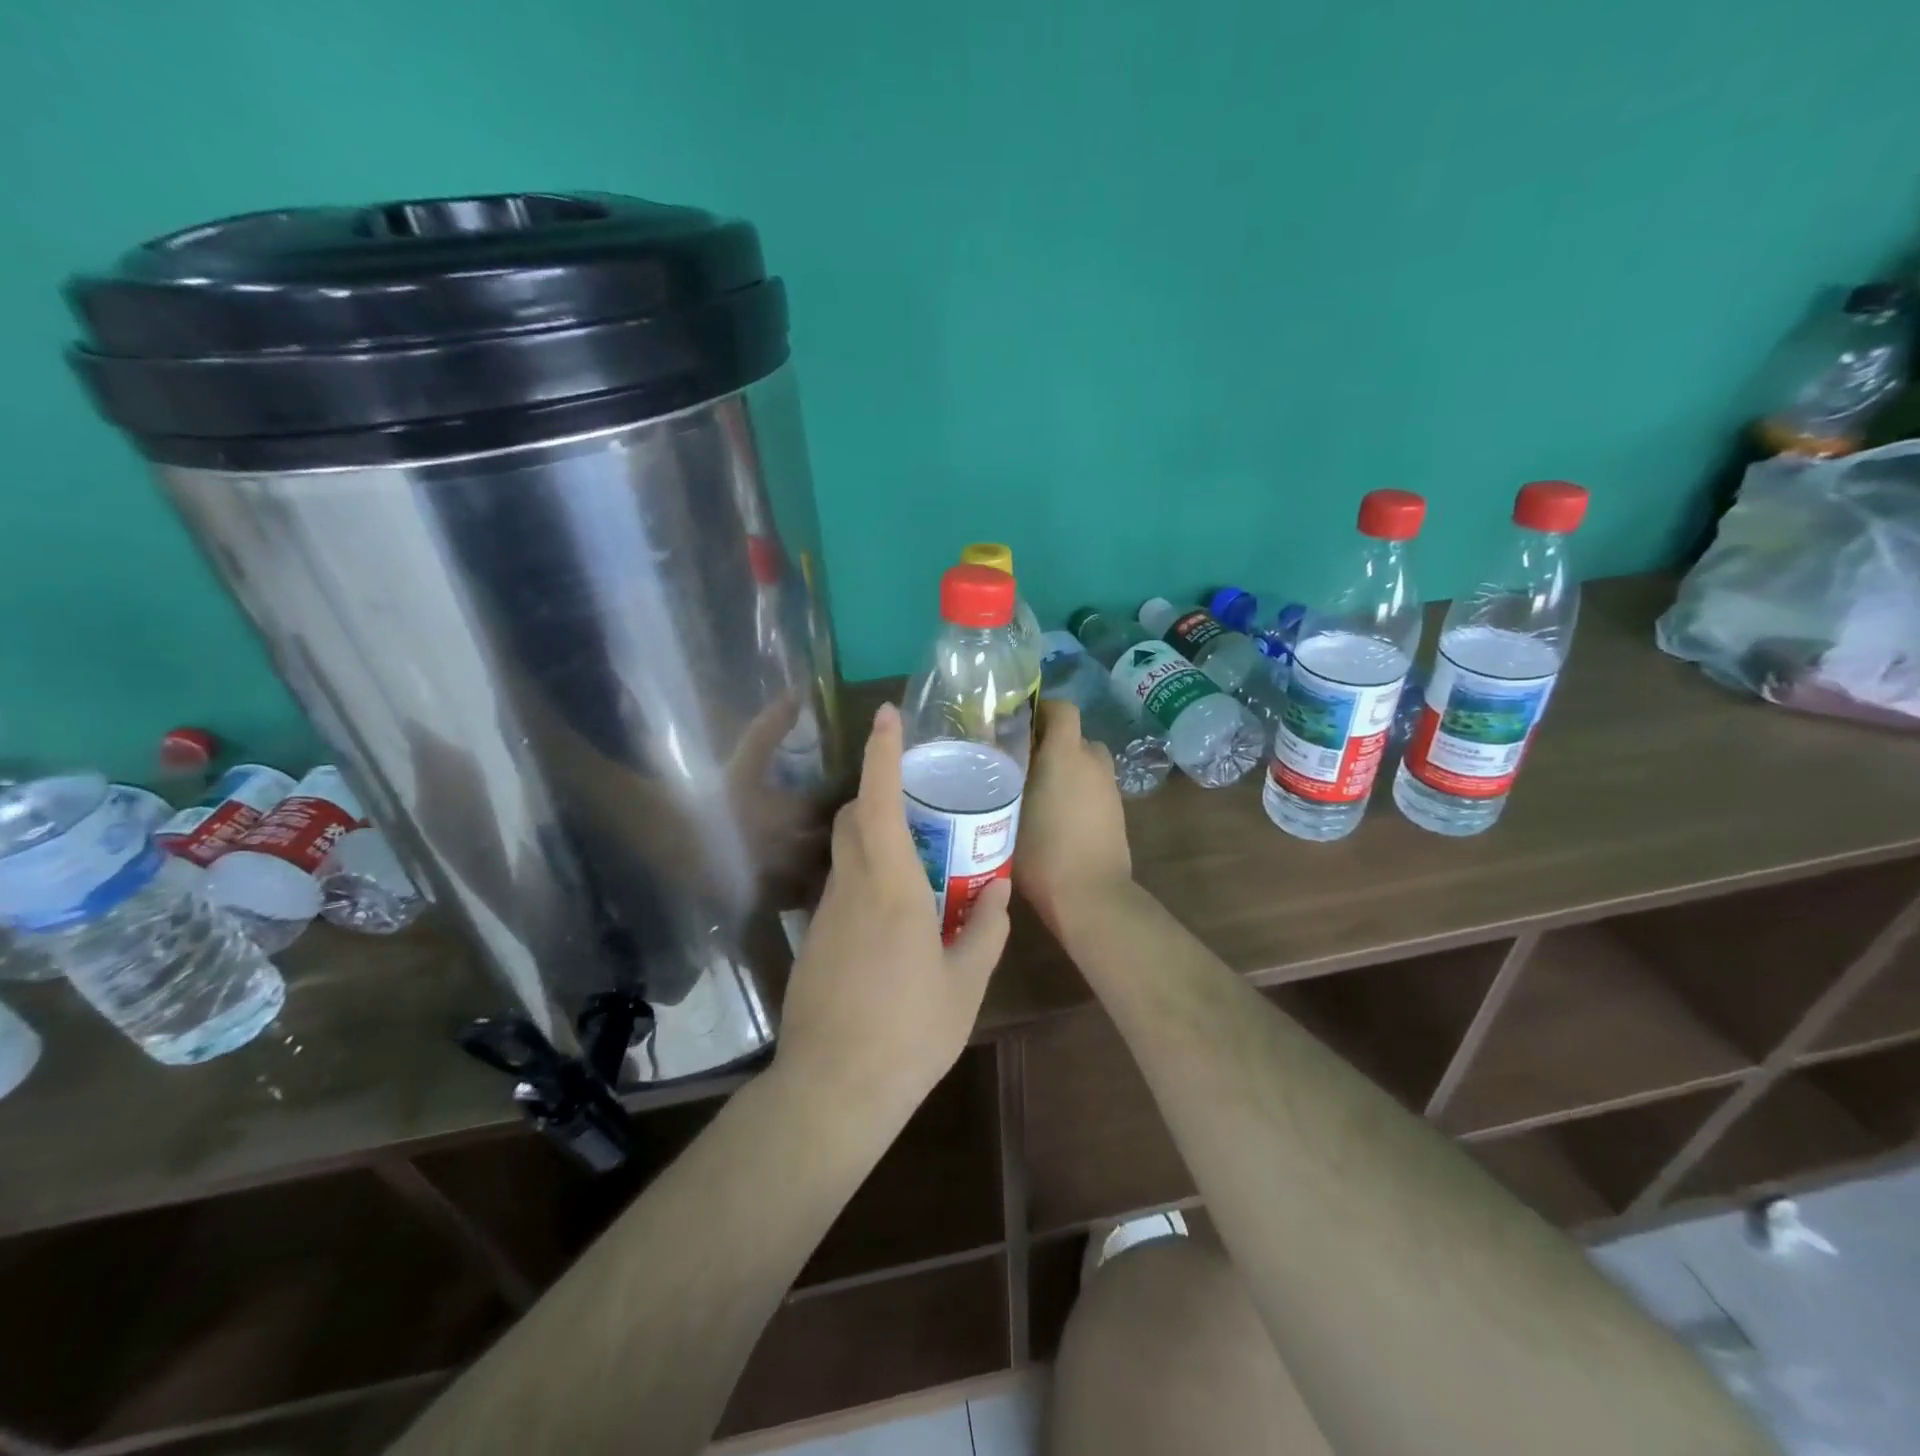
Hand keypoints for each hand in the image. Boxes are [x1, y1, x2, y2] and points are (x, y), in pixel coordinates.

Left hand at [775, 704, 1011, 1122]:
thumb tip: (997, 890)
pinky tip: (894, 915)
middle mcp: (851, 887)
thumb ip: (985, 929)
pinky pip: (841, 888)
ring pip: (845, 852)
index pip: (879, 801)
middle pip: (853, 817)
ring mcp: (826, 914)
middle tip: (918, 796)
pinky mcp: (815, 939)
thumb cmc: (909, 1033)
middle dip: (877, 790)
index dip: (881, 753)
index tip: (886, 715)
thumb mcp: (965, 983)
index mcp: (891, 887)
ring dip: (873, 836)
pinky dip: (865, 876)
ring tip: (917, 856)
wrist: (832, 1089)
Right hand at [1014, 701, 1133, 933]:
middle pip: (1073, 736)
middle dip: (1050, 743)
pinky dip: (1078, 790)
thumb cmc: (1041, 851)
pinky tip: (1055, 815)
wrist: (1090, 896)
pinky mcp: (1117, 811)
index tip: (1017, 725)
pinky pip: (1094, 786)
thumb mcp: (1006, 813)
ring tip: (1037, 790)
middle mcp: (1092, 761)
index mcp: (1066, 753)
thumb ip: (1003, 780)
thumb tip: (995, 761)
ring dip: (1066, 767)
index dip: (1042, 710)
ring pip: (1085, 762)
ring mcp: (1109, 787)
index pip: (1063, 709)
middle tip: (1020, 762)